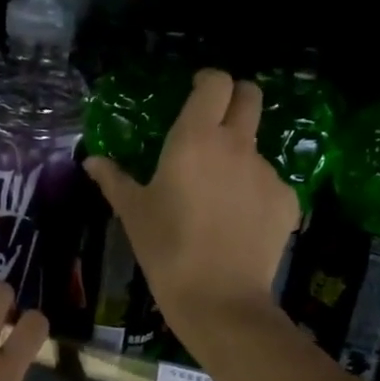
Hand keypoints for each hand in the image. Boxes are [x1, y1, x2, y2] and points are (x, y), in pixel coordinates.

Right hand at [86, 70, 297, 338]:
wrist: (219, 299)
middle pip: (250, 97)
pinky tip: (240, 225)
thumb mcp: (134, 213)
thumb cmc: (167, 250)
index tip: (197, 92)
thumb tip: (92, 161)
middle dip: (237, 99)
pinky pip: (271, 185)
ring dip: (240, 158)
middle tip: (217, 123)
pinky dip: (256, 195)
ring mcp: (267, 173)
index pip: (215, 82)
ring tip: (220, 198)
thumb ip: (114, 180)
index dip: (208, 81)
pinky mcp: (287, 201)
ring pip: (257, 148)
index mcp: (197, 138)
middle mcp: (238, 145)